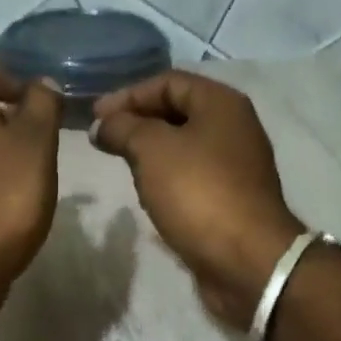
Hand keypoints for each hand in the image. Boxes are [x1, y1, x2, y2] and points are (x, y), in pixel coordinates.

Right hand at [90, 71, 304, 325]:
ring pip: (183, 146)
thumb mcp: (152, 149)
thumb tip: (103, 124)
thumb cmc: (198, 193)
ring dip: (150, 151)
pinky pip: (192, 176)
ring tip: (121, 164)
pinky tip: (147, 193)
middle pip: (177, 111)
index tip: (95, 116)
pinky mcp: (231, 198)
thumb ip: (123, 128)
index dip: (128, 94)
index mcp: (221, 103)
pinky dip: (166, 177)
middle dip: (137, 122)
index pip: (168, 81)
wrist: (245, 260)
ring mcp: (235, 165)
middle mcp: (233, 127)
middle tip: (104, 140)